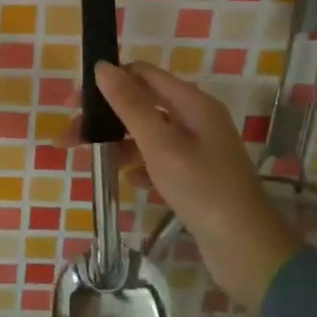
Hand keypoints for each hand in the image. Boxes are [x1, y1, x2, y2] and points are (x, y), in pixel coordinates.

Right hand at [87, 61, 301, 310]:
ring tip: (93, 163)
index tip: (72, 103)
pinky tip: (127, 181)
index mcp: (192, 103)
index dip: (106, 82)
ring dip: (119, 143)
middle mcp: (196, 119)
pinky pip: (159, 159)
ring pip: (148, 134)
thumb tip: (102, 67)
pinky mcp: (196, 176)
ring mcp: (198, 148)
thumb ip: (130, 104)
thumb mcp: (161, 144)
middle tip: (69, 137)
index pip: (142, 74)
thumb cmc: (202, 189)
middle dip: (105, 116)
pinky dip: (139, 165)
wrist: (247, 249)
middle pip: (142, 104)